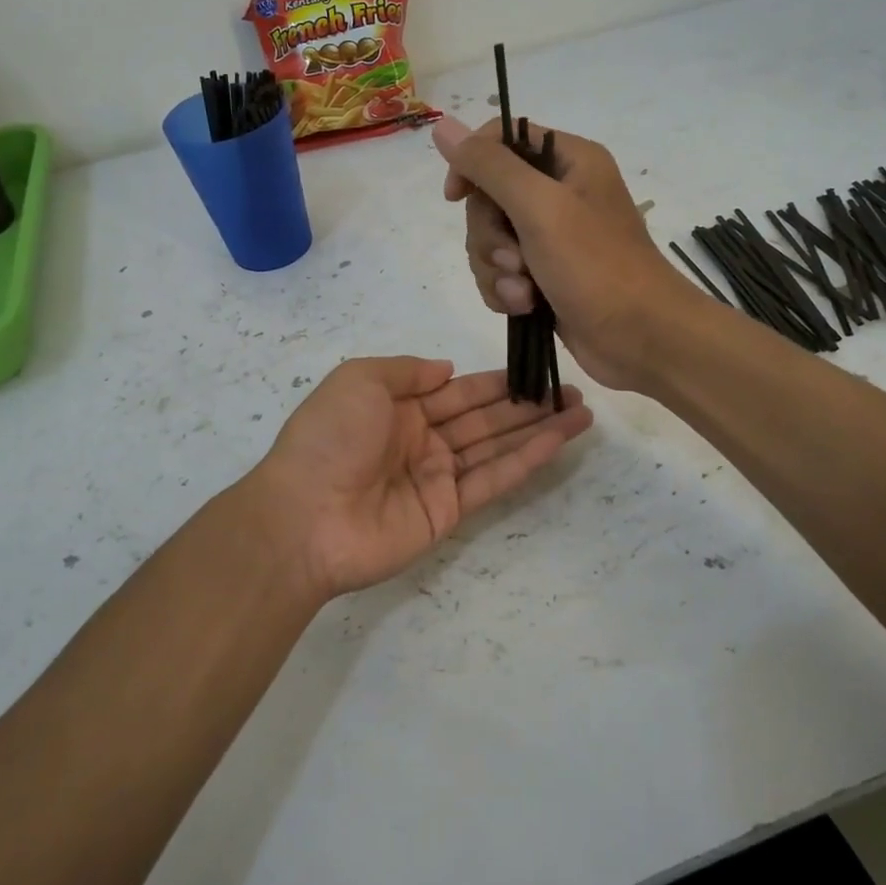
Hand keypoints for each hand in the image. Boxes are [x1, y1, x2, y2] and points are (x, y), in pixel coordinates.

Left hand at [256, 357, 592, 598]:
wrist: (304, 516)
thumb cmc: (330, 437)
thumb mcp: (359, 380)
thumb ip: (406, 371)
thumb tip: (447, 369)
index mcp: (398, 408)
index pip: (458, 390)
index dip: (496, 380)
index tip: (534, 368)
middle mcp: (422, 440)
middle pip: (485, 417)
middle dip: (527, 404)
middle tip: (570, 390)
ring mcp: (437, 477)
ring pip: (497, 446)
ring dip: (538, 430)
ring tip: (580, 412)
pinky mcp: (449, 511)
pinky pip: (493, 479)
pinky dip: (527, 460)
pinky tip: (558, 441)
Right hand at [433, 116, 697, 390]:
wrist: (641, 338)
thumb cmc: (597, 266)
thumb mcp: (540, 207)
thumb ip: (490, 167)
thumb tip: (443, 127)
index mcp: (569, 161)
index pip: (502, 140)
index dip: (472, 164)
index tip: (456, 197)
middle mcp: (560, 193)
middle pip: (489, 197)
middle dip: (490, 235)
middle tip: (515, 259)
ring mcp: (552, 238)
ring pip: (490, 240)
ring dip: (497, 269)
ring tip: (524, 292)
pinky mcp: (545, 277)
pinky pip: (501, 273)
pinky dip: (505, 291)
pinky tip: (524, 307)